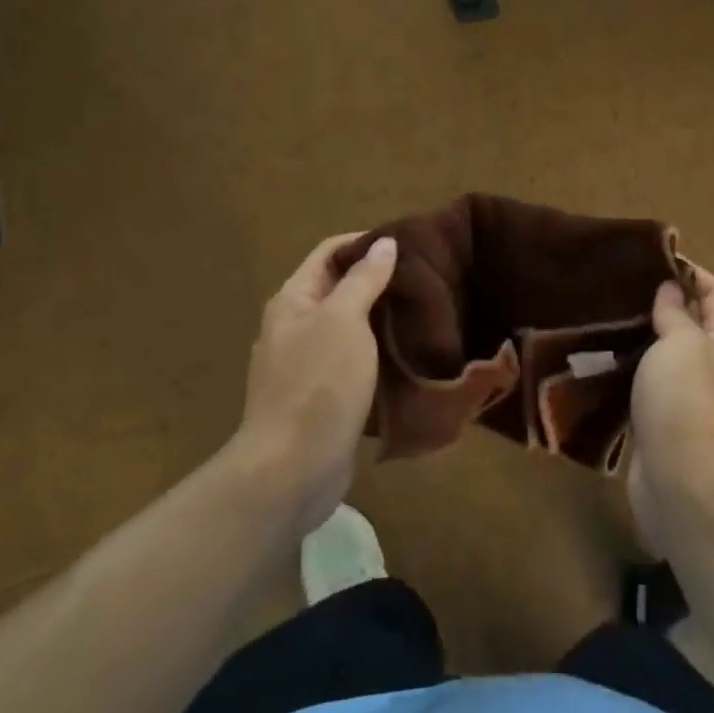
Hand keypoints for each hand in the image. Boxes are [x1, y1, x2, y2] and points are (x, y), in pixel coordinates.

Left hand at [235, 232, 397, 533]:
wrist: (290, 470)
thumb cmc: (318, 384)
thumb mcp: (344, 320)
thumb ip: (364, 279)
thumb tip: (384, 243)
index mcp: (293, 300)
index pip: (328, 252)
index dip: (364, 242)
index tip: (408, 244)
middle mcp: (294, 326)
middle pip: (338, 287)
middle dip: (377, 279)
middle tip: (423, 278)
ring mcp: (304, 364)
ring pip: (348, 326)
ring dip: (380, 316)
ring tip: (421, 311)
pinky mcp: (320, 396)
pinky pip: (351, 360)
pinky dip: (376, 351)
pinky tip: (405, 353)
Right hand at [627, 265, 713, 554]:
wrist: (683, 483)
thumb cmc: (686, 401)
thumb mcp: (681, 343)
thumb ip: (676, 313)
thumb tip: (672, 289)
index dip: (690, 271)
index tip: (653, 256)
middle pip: (691, 323)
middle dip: (662, 302)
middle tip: (621, 285)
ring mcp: (691, 398)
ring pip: (667, 355)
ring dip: (642, 337)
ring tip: (607, 316)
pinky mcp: (666, 422)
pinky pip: (649, 384)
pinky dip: (631, 369)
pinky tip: (604, 359)